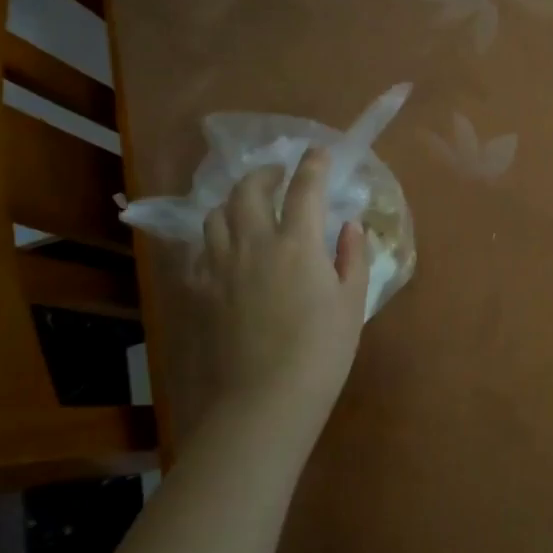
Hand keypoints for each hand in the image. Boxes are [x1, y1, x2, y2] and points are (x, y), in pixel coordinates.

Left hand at [193, 147, 369, 438]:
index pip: (305, 187)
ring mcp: (220, 266)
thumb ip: (353, 257)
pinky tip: (226, 250)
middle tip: (278, 175)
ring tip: (248, 208)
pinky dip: (214, 239)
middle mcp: (254, 243)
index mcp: (298, 244)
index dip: (314, 164)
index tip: (319, 152)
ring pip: (216, 215)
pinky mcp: (200, 290)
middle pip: (249, 189)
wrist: (266, 400)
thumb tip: (350, 226)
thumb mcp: (352, 303)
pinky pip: (200, 250)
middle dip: (265, 173)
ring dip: (234, 201)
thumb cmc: (321, 353)